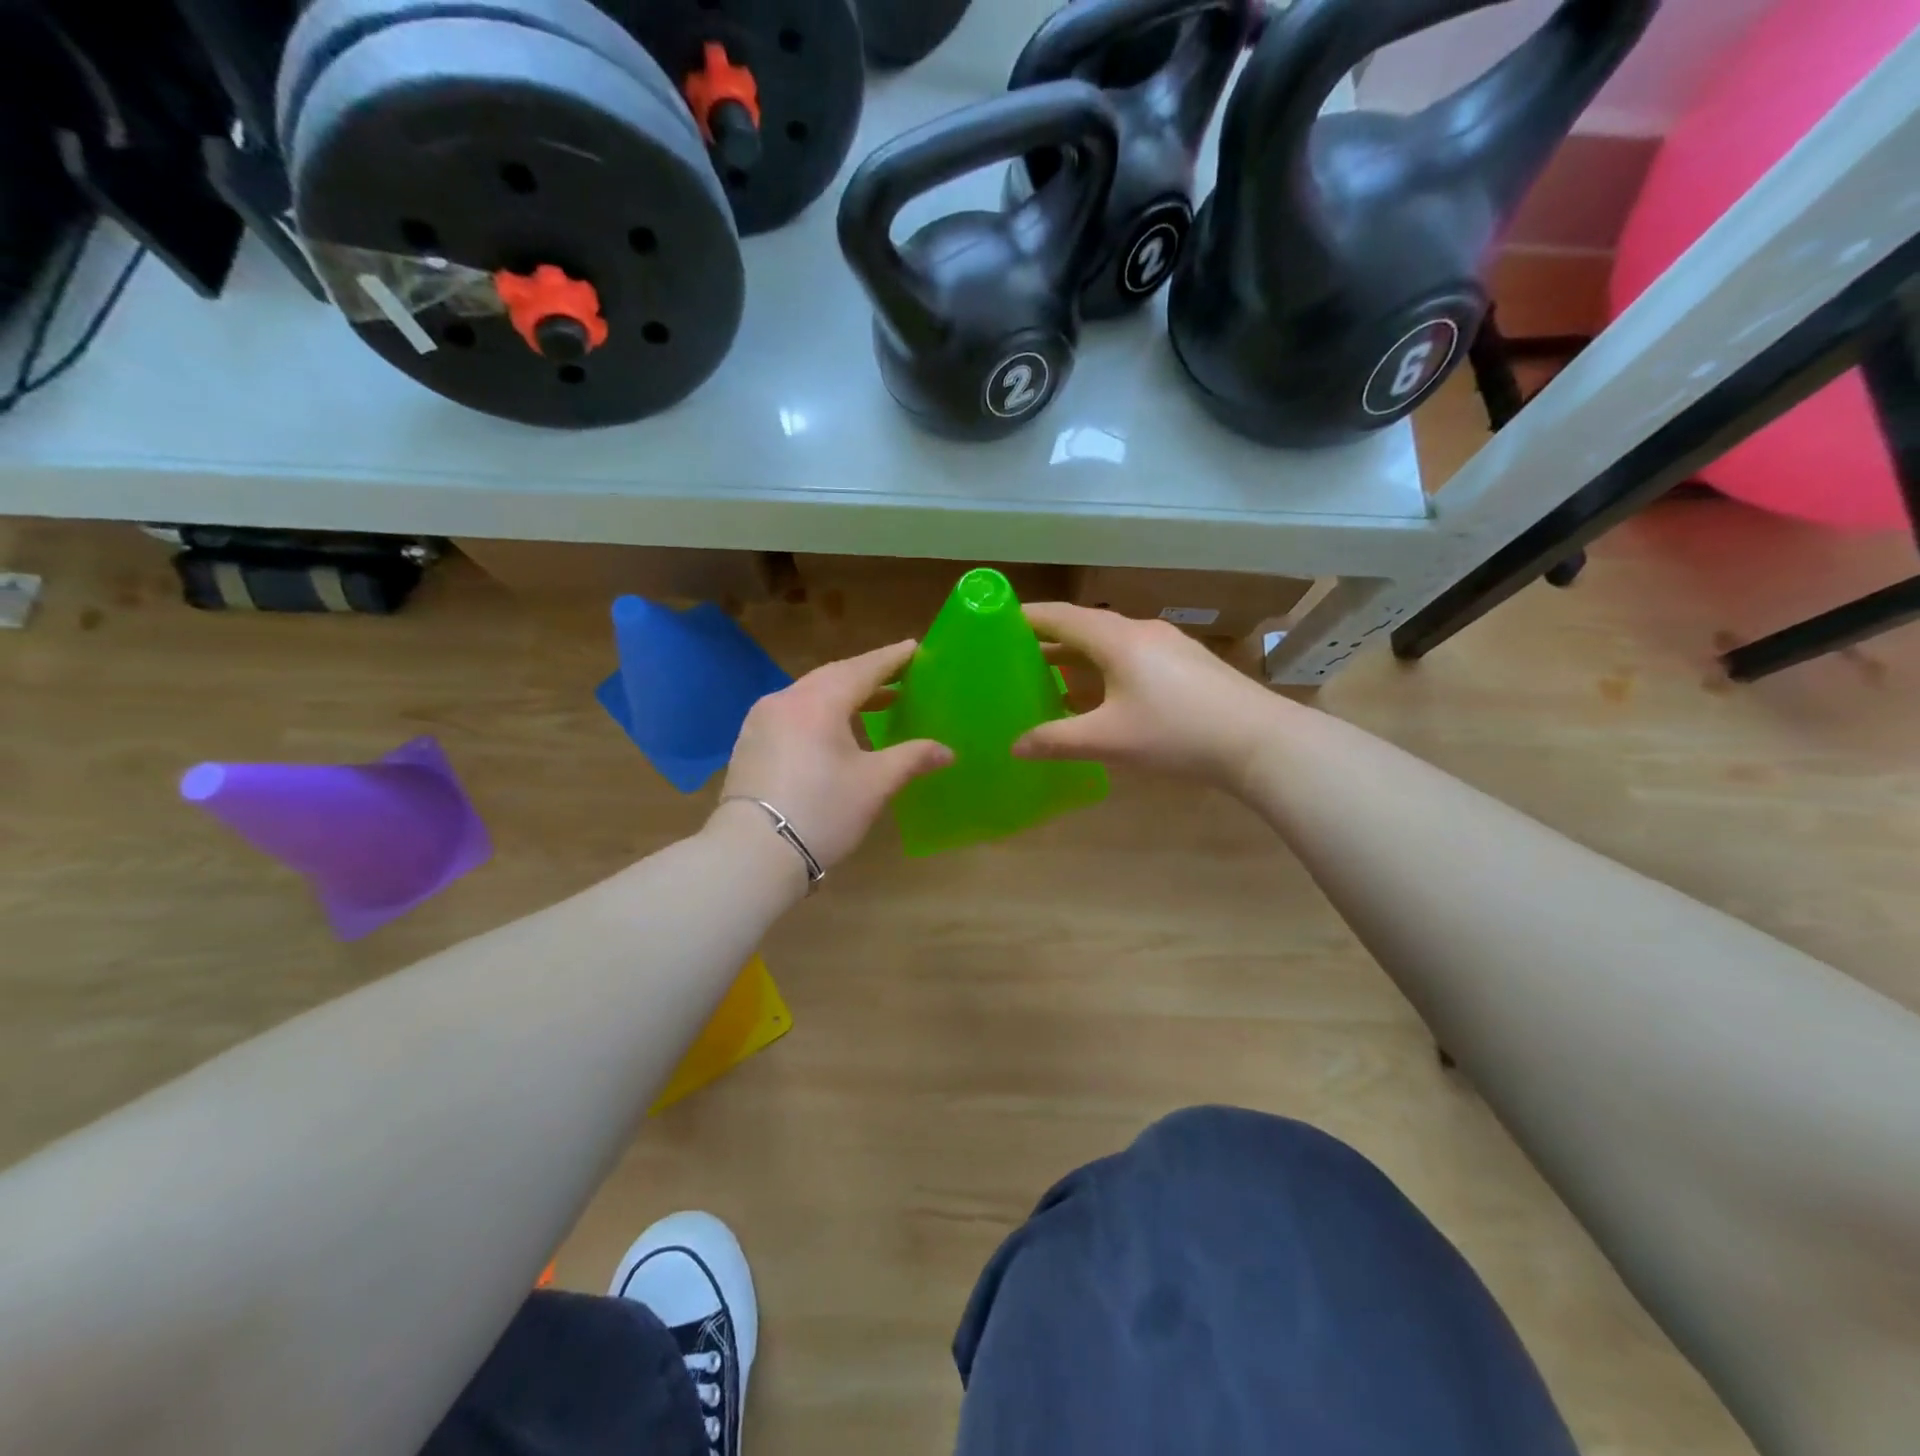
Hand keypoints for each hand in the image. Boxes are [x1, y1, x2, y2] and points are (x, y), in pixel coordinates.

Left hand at [715, 639, 952, 869]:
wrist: (753, 853)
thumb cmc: (822, 811)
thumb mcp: (874, 784)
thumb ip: (912, 758)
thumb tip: (946, 751)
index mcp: (818, 701)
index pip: (863, 669)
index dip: (891, 659)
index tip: (914, 648)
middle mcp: (786, 700)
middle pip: (833, 677)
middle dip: (868, 676)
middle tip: (899, 677)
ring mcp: (761, 720)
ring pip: (810, 695)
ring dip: (843, 696)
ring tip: (874, 705)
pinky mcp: (750, 743)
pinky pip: (792, 714)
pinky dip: (819, 714)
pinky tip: (834, 733)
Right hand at [1013, 603, 1285, 788]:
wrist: (1259, 740)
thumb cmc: (1175, 732)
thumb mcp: (1108, 740)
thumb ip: (1056, 741)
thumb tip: (1014, 747)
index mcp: (1116, 639)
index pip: (1060, 616)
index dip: (1026, 617)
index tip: (995, 621)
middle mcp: (1140, 631)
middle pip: (1084, 627)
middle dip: (1048, 639)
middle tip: (1014, 655)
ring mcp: (1168, 645)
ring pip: (1109, 643)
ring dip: (1078, 656)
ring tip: (1048, 675)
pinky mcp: (1186, 664)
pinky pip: (1131, 656)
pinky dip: (1104, 668)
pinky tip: (1099, 695)